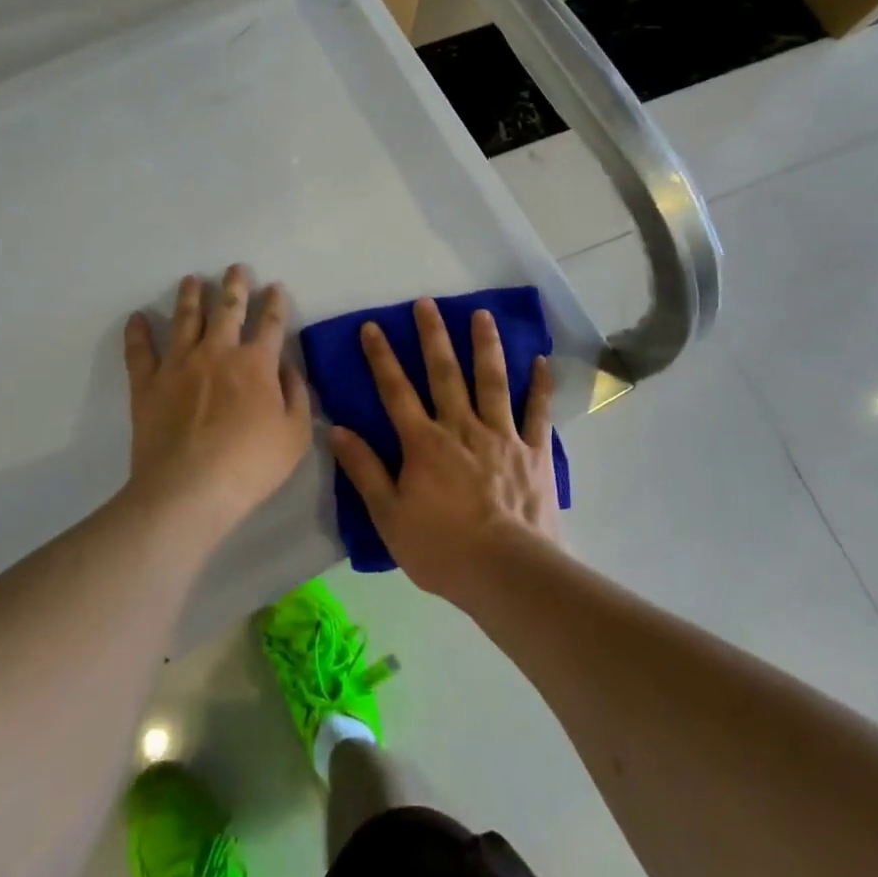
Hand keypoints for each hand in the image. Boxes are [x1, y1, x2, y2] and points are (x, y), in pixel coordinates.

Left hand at [122, 266, 312, 535]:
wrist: (189, 489)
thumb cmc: (250, 465)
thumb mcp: (296, 435)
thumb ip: (297, 395)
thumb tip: (287, 367)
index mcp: (256, 363)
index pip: (270, 323)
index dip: (276, 303)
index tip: (276, 287)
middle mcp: (218, 352)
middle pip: (228, 308)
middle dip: (235, 285)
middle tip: (235, 268)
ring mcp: (179, 363)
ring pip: (185, 318)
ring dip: (190, 296)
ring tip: (191, 280)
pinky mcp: (147, 382)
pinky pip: (140, 350)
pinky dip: (138, 332)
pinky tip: (138, 317)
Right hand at [329, 299, 560, 605]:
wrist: (507, 573)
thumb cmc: (442, 549)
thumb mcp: (389, 516)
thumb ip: (364, 470)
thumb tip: (336, 430)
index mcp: (423, 443)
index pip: (396, 391)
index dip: (381, 357)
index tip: (373, 326)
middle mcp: (461, 427)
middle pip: (444, 373)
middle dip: (433, 336)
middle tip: (427, 303)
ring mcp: (501, 436)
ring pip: (492, 381)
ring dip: (485, 345)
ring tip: (482, 314)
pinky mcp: (533, 451)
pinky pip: (537, 412)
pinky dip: (540, 386)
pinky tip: (541, 360)